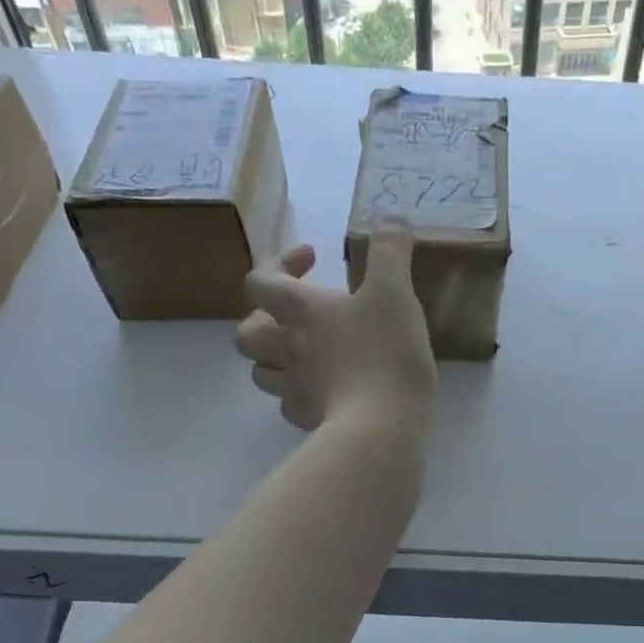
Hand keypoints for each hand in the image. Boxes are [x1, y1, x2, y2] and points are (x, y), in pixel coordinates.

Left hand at [235, 218, 435, 436]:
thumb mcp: (395, 292)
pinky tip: (321, 392)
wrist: (383, 424)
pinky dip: (298, 395)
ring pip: (261, 372)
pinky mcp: (309, 419)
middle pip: (247, 332)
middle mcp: (287, 347)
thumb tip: (390, 218)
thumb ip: (391, 252)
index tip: (310, 258)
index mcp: (301, 311)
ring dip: (274, 359)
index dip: (278, 263)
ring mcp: (294, 387)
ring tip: (303, 355)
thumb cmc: (386, 353)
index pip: (261, 280)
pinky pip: (289, 405)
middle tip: (295, 317)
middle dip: (263, 319)